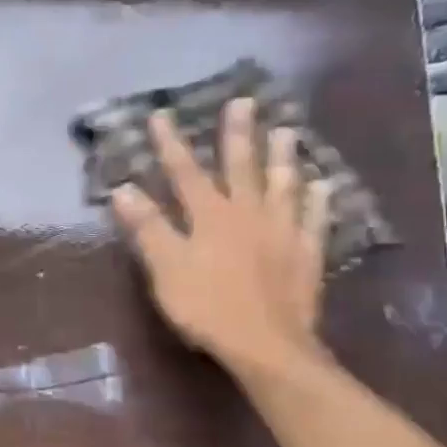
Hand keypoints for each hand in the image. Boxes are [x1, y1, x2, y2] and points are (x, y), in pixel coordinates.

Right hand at [111, 99, 331, 376]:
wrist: (266, 346)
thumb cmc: (207, 307)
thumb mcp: (166, 269)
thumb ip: (147, 228)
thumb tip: (123, 189)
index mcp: (210, 216)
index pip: (185, 171)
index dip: (171, 143)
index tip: (161, 114)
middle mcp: (248, 214)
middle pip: (242, 166)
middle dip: (238, 133)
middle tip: (245, 101)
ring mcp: (282, 233)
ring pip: (283, 186)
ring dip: (283, 157)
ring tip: (287, 131)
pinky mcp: (305, 255)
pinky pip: (314, 220)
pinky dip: (318, 201)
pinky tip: (323, 185)